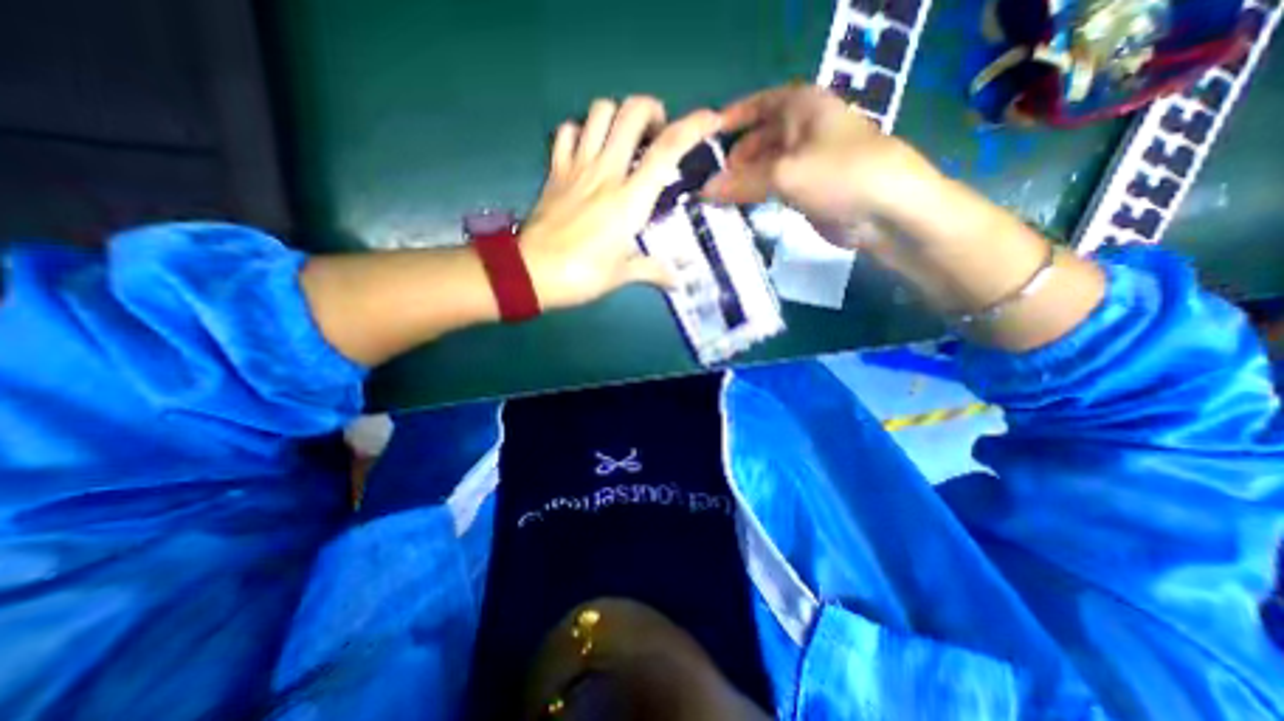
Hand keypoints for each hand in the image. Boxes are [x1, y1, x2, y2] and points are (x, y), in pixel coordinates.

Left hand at [518, 97, 719, 309]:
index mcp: (630, 199)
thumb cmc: (582, 275)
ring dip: (618, 116)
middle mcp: (606, 172)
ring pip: (599, 112)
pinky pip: (567, 132)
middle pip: (631, 112)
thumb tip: (678, 281)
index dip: (694, 126)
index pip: (667, 149)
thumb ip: (654, 271)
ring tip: (624, 139)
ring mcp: (577, 167)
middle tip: (656, 135)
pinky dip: (580, 132)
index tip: (711, 119)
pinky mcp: (555, 171)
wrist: (531, 273)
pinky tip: (587, 150)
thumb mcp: (622, 275)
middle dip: (651, 111)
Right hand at [702, 81, 938, 242]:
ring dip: (740, 182)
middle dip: (731, 160)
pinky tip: (734, 209)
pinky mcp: (805, 190)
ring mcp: (804, 161)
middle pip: (756, 140)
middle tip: (704, 184)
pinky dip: (754, 197)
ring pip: (762, 168)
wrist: (886, 211)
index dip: (728, 121)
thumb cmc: (839, 174)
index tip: (701, 143)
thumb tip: (703, 190)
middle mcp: (800, 129)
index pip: (755, 105)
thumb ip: (741, 182)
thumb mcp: (785, 174)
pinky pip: (771, 189)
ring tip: (713, 201)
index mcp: (800, 106)